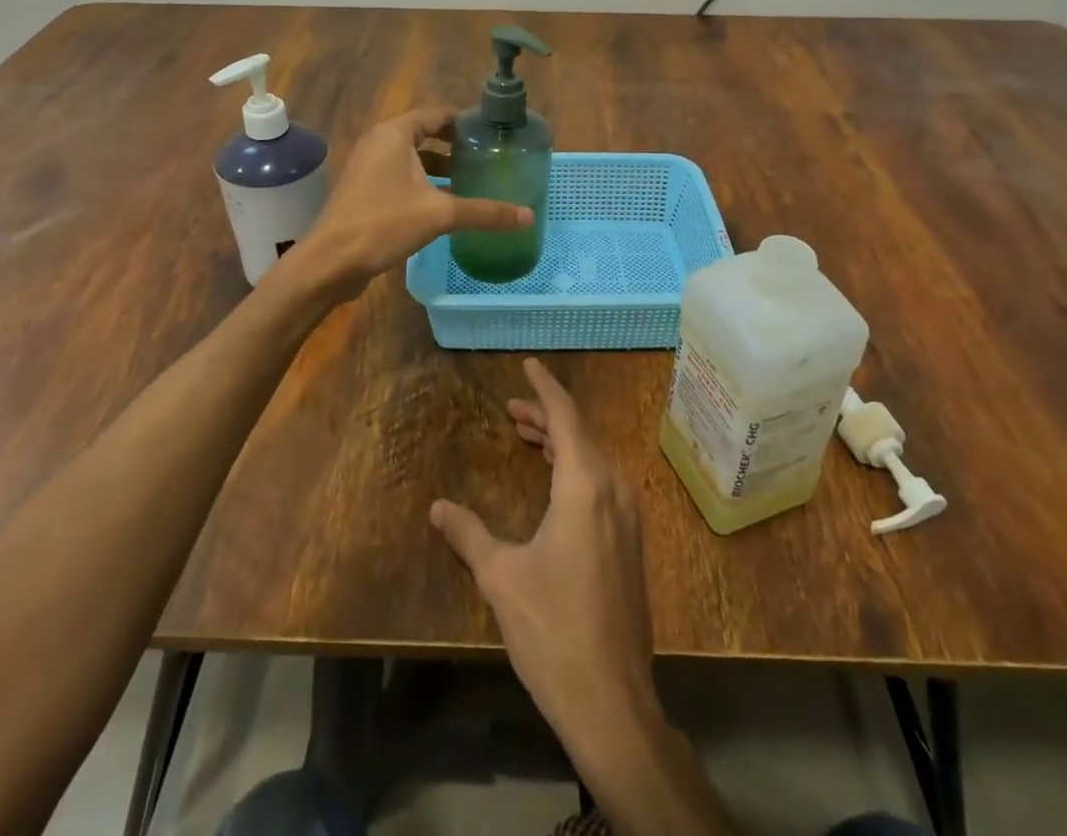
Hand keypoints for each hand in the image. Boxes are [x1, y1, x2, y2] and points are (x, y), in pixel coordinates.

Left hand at [295, 106, 530, 293]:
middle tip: (486, 159)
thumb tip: (528, 216)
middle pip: (424, 134)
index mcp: (395, 133)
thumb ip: (485, 212)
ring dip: (438, 166)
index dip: (465, 123)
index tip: (492, 135)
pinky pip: (399, 175)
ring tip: (470, 180)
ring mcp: (368, 166)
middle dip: (455, 146)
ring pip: (411, 158)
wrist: (330, 261)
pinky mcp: (363, 189)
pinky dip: (422, 182)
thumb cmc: (384, 224)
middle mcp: (379, 142)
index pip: (437, 114)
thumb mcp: (440, 215)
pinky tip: (443, 204)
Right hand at [430, 359, 657, 737]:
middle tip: (512, 408)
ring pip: (592, 459)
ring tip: (527, 435)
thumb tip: (437, 507)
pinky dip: (574, 467)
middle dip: (545, 416)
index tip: (529, 365)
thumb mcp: (501, 577)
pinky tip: (554, 480)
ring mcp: (627, 517)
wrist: (611, 701)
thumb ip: (468, 534)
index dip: (545, 388)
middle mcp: (613, 489)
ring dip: (560, 442)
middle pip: (579, 434)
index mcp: (585, 485)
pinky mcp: (629, 541)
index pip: (565, 417)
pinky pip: (601, 483)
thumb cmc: (553, 629)